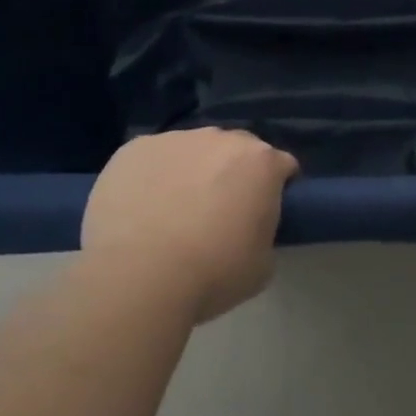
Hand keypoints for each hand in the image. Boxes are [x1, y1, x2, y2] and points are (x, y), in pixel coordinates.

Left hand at [81, 128, 299, 323]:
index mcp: (262, 163)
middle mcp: (221, 139)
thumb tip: (248, 228)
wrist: (138, 276)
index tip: (264, 212)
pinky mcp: (133, 149)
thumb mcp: (262, 264)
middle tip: (219, 212)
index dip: (276, 188)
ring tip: (172, 211)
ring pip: (192, 150)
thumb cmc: (212, 273)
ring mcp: (175, 140)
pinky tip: (140, 208)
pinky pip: (152, 159)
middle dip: (233, 173)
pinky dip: (151, 176)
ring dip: (191, 171)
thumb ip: (263, 232)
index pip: (282, 165)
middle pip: (236, 150)